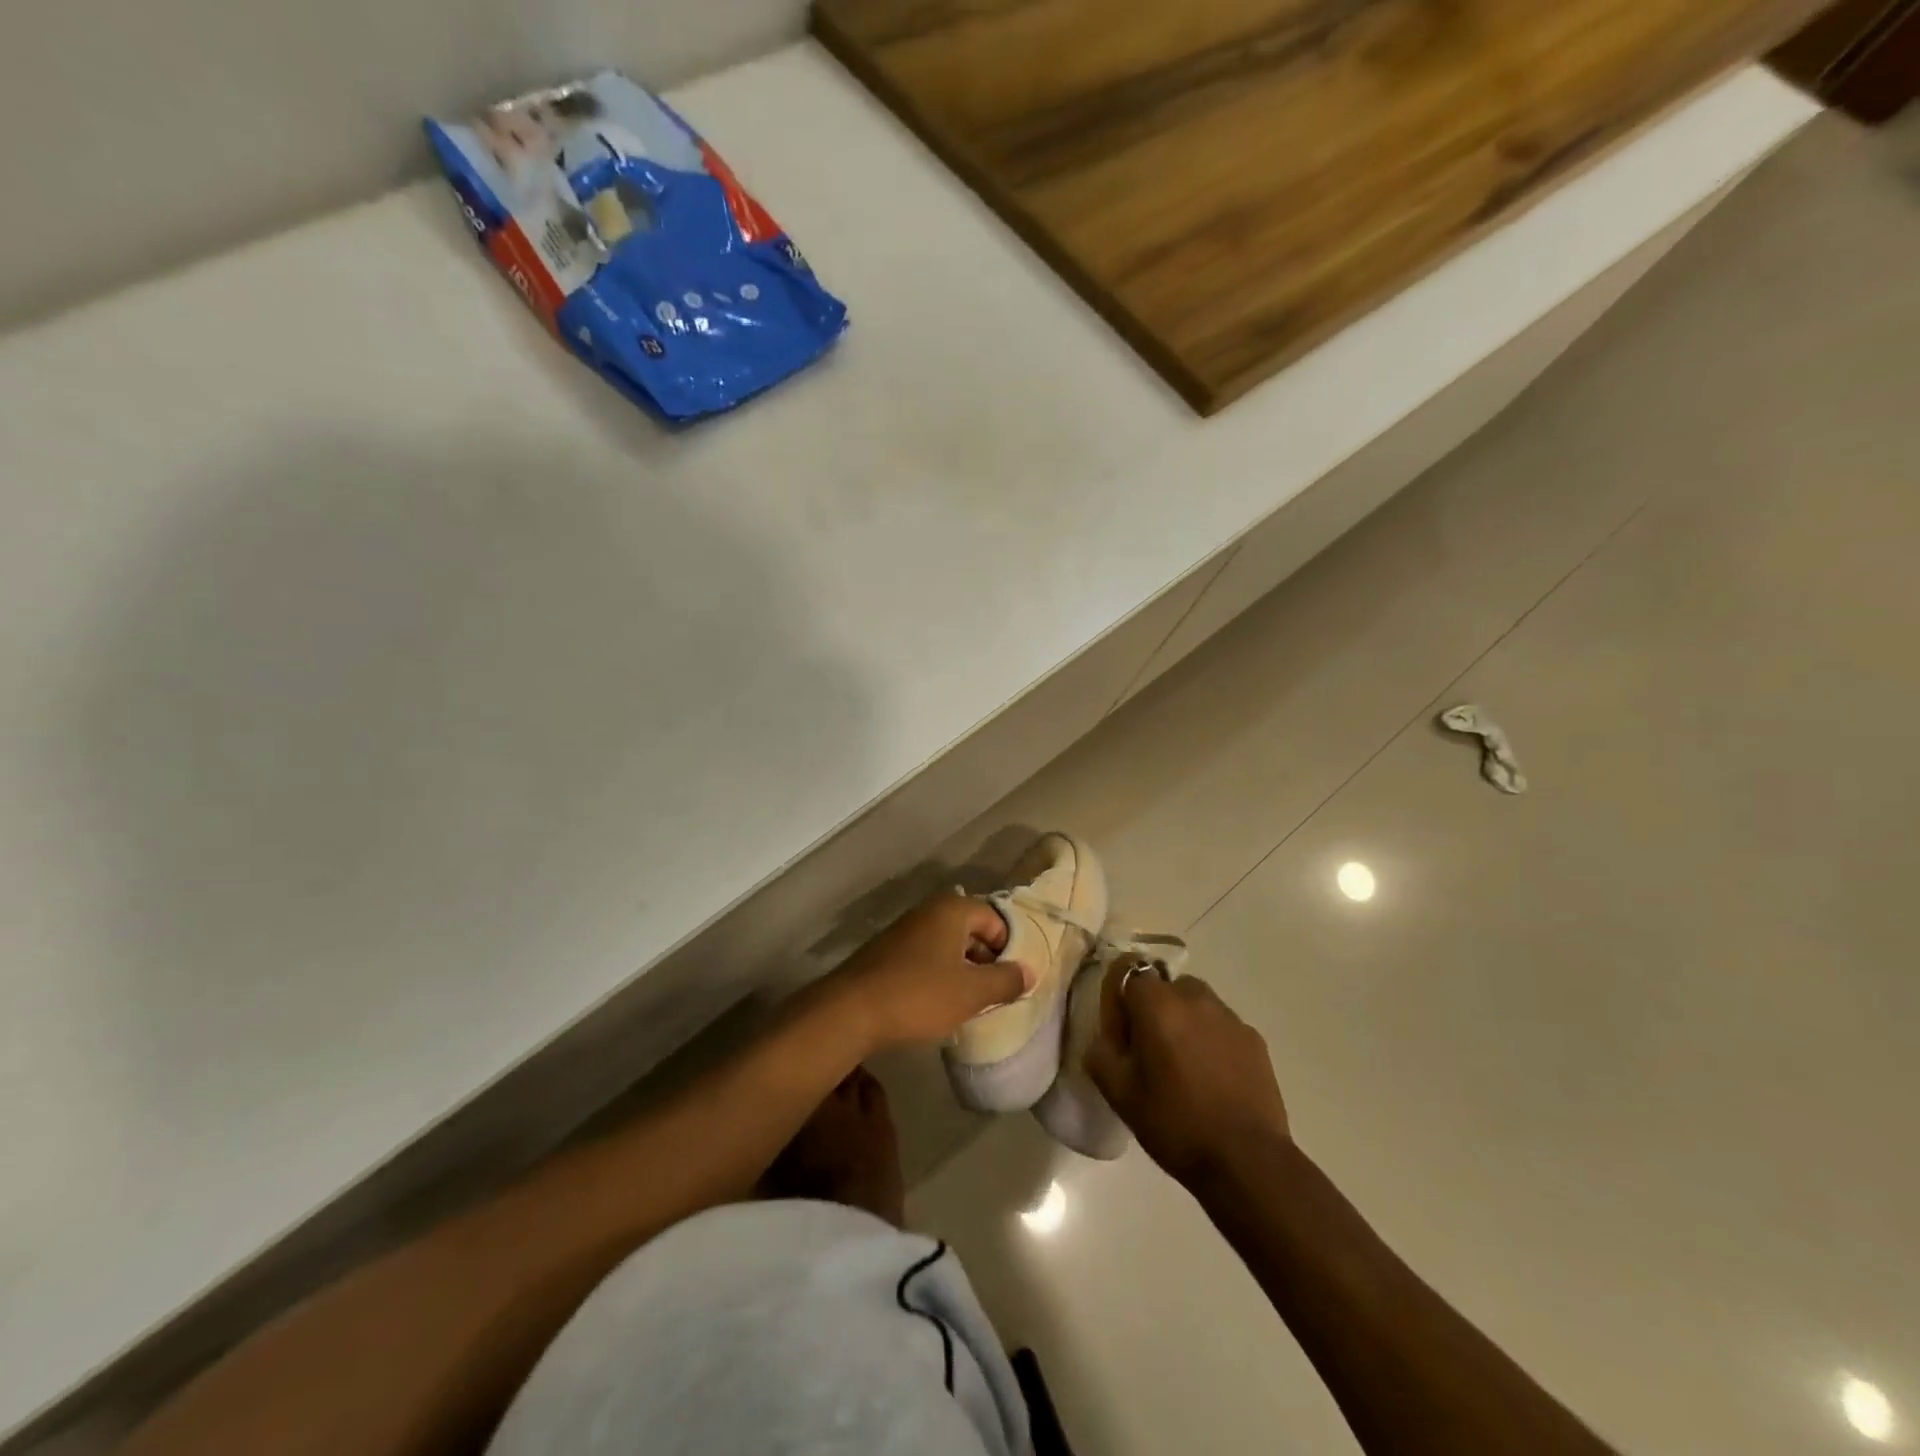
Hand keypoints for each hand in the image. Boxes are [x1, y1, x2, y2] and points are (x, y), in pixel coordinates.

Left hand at [829, 892, 1027, 1050]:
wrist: (850, 1011)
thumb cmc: (919, 995)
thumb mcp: (971, 993)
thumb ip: (1005, 980)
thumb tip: (1028, 972)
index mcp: (952, 909)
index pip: (995, 918)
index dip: (1008, 948)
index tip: (1011, 980)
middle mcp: (928, 910)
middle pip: (970, 929)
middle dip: (985, 959)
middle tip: (993, 993)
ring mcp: (904, 929)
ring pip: (947, 944)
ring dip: (962, 969)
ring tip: (968, 1001)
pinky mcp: (886, 951)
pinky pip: (925, 956)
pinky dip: (938, 974)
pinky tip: (936, 1002)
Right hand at [1084, 960, 1290, 1185]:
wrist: (1246, 1160)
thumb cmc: (1175, 1122)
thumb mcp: (1120, 1094)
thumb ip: (1101, 1055)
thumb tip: (1104, 1039)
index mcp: (1157, 1004)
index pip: (1129, 970)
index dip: (1119, 997)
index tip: (1120, 1031)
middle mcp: (1194, 998)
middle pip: (1165, 986)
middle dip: (1154, 1009)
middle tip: (1149, 1050)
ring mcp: (1229, 1017)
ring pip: (1197, 1003)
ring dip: (1185, 1021)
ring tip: (1184, 1064)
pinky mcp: (1255, 1039)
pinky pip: (1222, 1026)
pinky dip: (1212, 1040)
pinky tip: (1212, 1078)